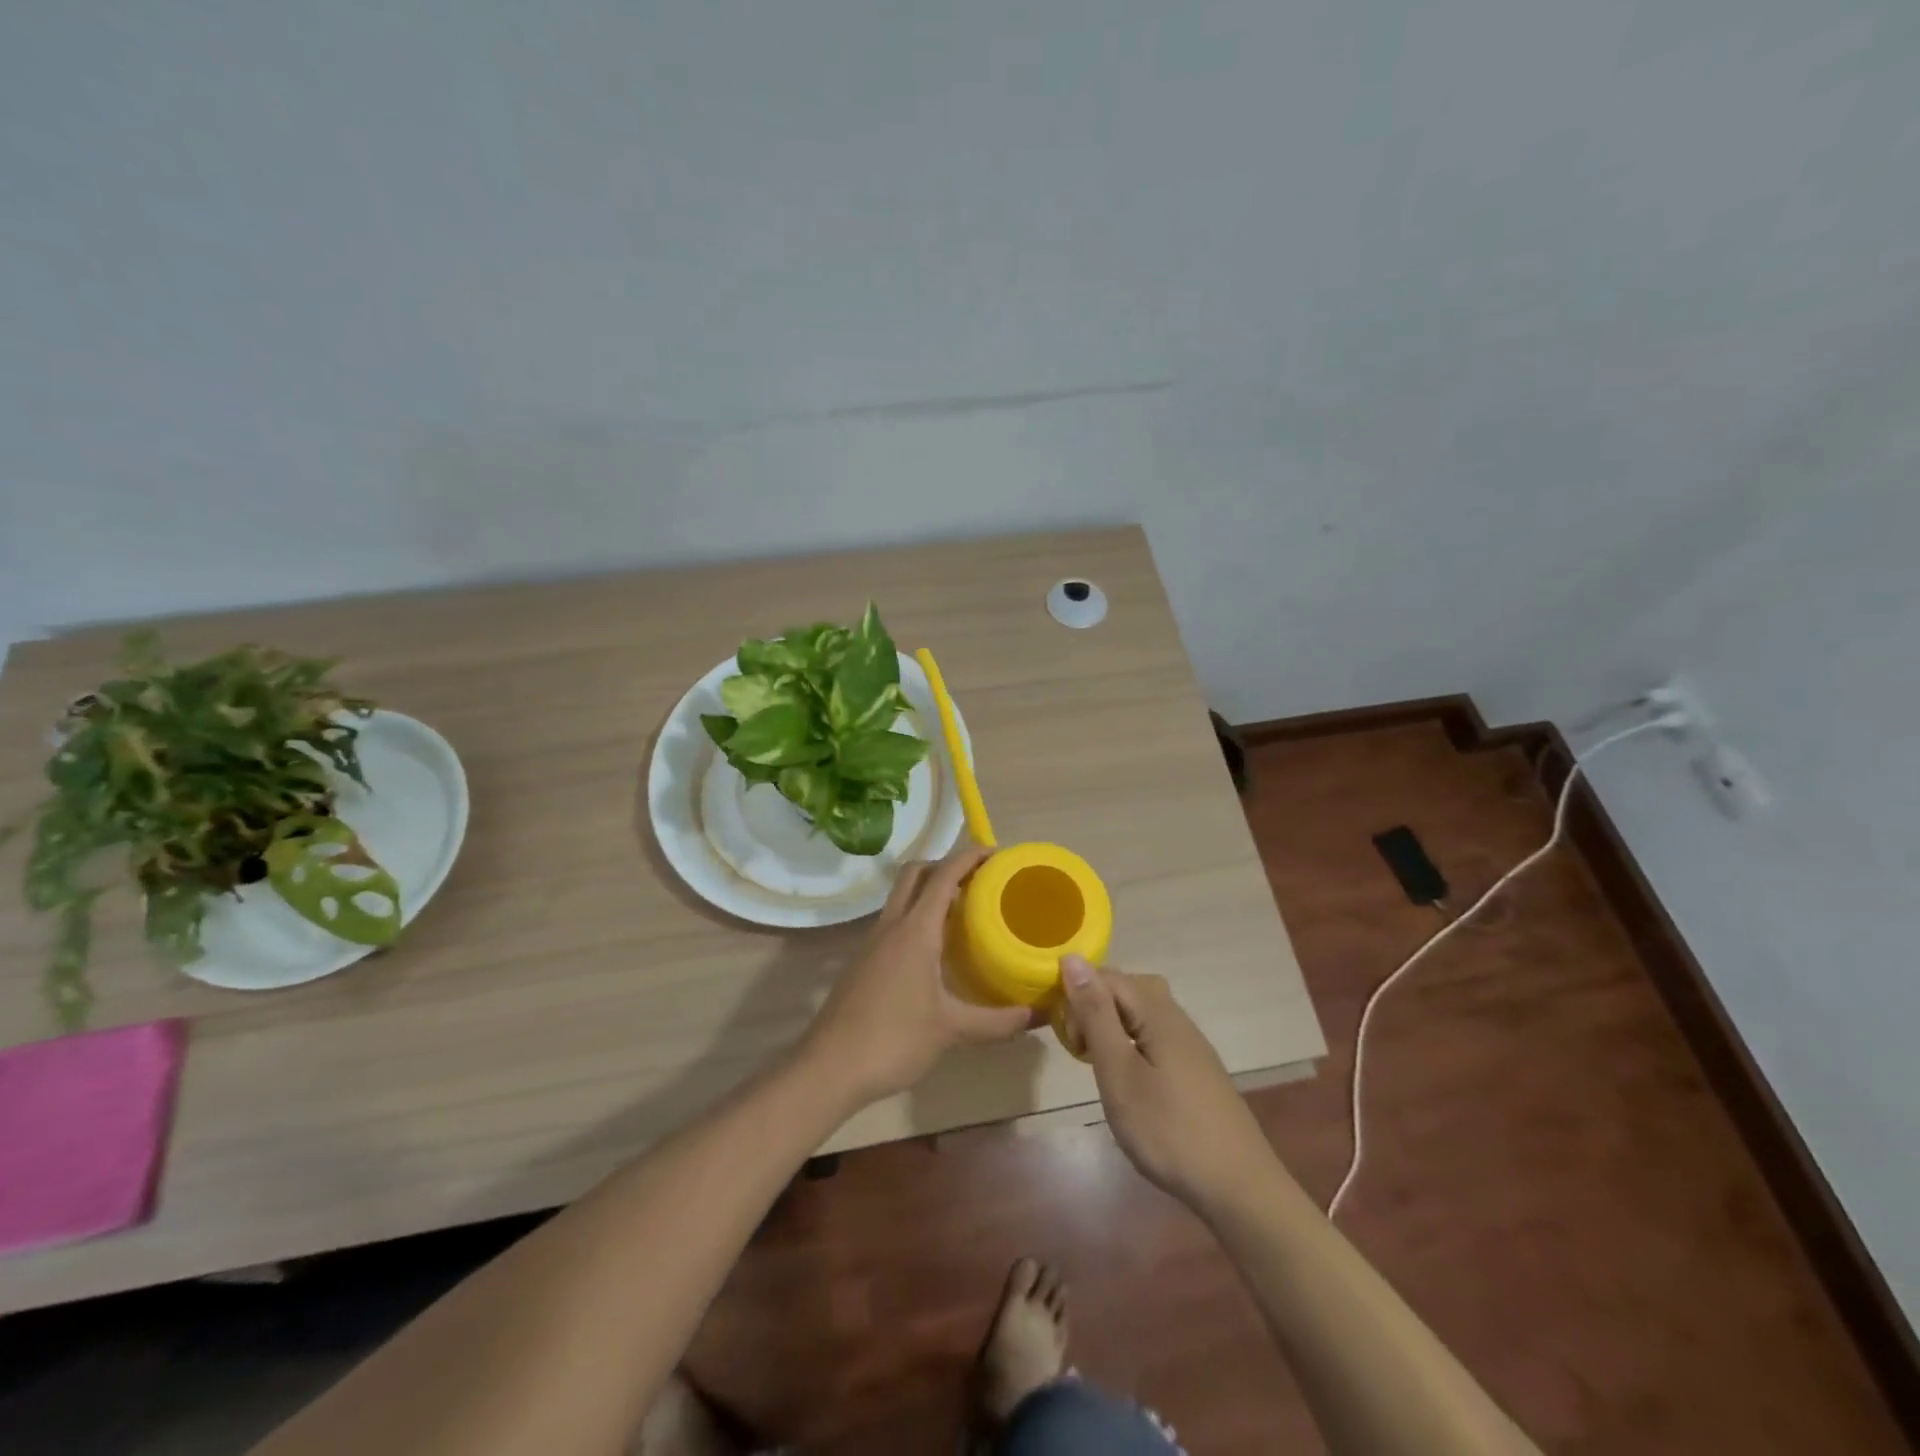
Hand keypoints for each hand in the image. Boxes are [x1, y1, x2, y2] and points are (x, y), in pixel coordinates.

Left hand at [801, 847, 1035, 1105]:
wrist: (829, 1068)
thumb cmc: (893, 1040)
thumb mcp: (951, 1030)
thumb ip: (997, 1022)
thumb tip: (1038, 1015)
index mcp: (914, 930)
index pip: (943, 875)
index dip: (969, 857)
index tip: (997, 853)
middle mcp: (892, 926)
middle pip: (915, 874)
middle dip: (945, 866)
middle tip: (979, 881)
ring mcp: (872, 943)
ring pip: (902, 897)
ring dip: (929, 892)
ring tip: (965, 911)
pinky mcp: (864, 962)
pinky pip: (894, 923)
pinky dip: (917, 918)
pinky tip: (936, 949)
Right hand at [1060, 957, 1280, 1212]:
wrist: (1239, 1187)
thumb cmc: (1168, 1130)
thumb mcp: (1119, 1072)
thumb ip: (1095, 1014)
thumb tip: (1072, 958)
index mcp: (1157, 1012)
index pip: (1107, 977)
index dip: (1079, 998)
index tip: (1070, 1041)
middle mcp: (1177, 1018)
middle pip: (1127, 989)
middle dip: (1094, 1009)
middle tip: (1082, 1052)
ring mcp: (1191, 1044)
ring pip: (1141, 1012)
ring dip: (1112, 1027)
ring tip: (1101, 1064)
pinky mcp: (1196, 1068)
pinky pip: (1155, 1035)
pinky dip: (1132, 1044)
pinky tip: (1131, 1080)